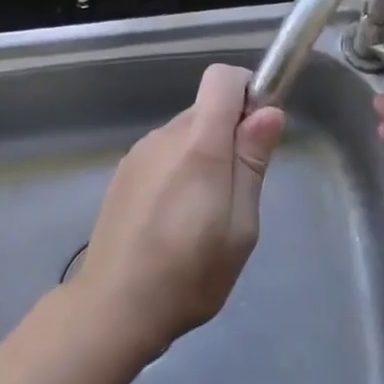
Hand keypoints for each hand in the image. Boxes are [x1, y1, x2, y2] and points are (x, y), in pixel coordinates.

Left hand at [71, 64, 285, 358]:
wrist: (114, 305)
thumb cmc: (189, 273)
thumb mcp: (240, 227)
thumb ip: (251, 163)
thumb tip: (269, 111)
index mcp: (197, 144)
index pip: (221, 78)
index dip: (248, 91)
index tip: (260, 131)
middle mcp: (164, 136)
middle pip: (206, 108)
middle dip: (230, 134)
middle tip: (239, 192)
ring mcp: (139, 153)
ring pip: (185, 132)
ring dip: (205, 155)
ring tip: (206, 214)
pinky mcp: (124, 173)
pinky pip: (164, 153)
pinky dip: (180, 170)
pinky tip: (176, 218)